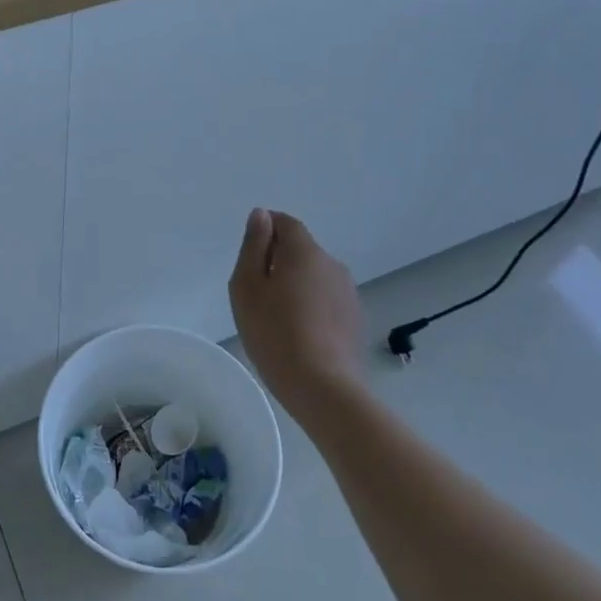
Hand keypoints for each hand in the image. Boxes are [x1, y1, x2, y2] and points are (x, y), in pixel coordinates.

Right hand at [228, 208, 367, 415]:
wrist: (323, 386)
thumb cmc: (274, 332)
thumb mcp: (247, 286)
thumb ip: (253, 245)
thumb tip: (261, 214)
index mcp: (304, 251)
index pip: (285, 222)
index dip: (265, 231)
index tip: (249, 257)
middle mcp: (331, 264)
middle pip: (300, 249)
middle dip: (278, 260)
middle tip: (255, 292)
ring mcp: (347, 292)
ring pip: (313, 275)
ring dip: (295, 284)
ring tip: (275, 316)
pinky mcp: (354, 317)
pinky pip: (325, 298)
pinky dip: (310, 305)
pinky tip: (297, 332)